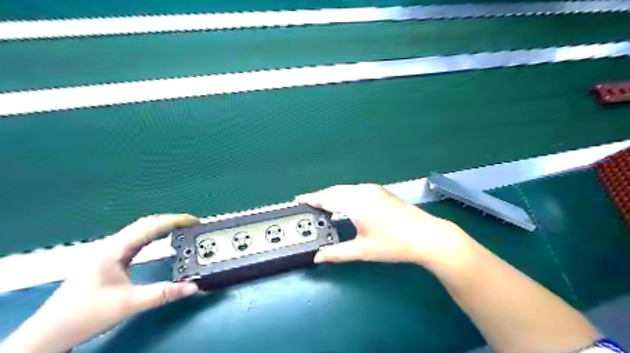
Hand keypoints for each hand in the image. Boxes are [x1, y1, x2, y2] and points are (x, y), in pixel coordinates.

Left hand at [0, 213, 198, 350]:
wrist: (48, 333)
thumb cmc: (85, 315)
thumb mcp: (129, 304)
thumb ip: (163, 294)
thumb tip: (193, 287)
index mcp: (115, 250)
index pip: (150, 226)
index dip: (174, 220)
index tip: (194, 221)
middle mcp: (111, 246)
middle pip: (145, 223)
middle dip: (170, 220)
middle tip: (192, 224)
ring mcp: (108, 252)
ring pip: (139, 230)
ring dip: (162, 226)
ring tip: (182, 228)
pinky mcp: (108, 260)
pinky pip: (135, 240)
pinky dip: (153, 235)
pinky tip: (160, 239)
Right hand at [299, 185, 474, 266]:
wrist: (427, 236)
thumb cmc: (394, 244)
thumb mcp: (363, 250)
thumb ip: (337, 253)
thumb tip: (318, 257)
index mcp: (356, 202)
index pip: (327, 198)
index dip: (311, 199)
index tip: (298, 200)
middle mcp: (363, 191)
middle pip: (335, 190)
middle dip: (320, 196)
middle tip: (308, 204)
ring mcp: (373, 189)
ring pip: (345, 189)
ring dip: (332, 195)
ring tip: (322, 205)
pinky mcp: (381, 191)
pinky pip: (355, 189)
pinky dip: (344, 194)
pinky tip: (343, 203)